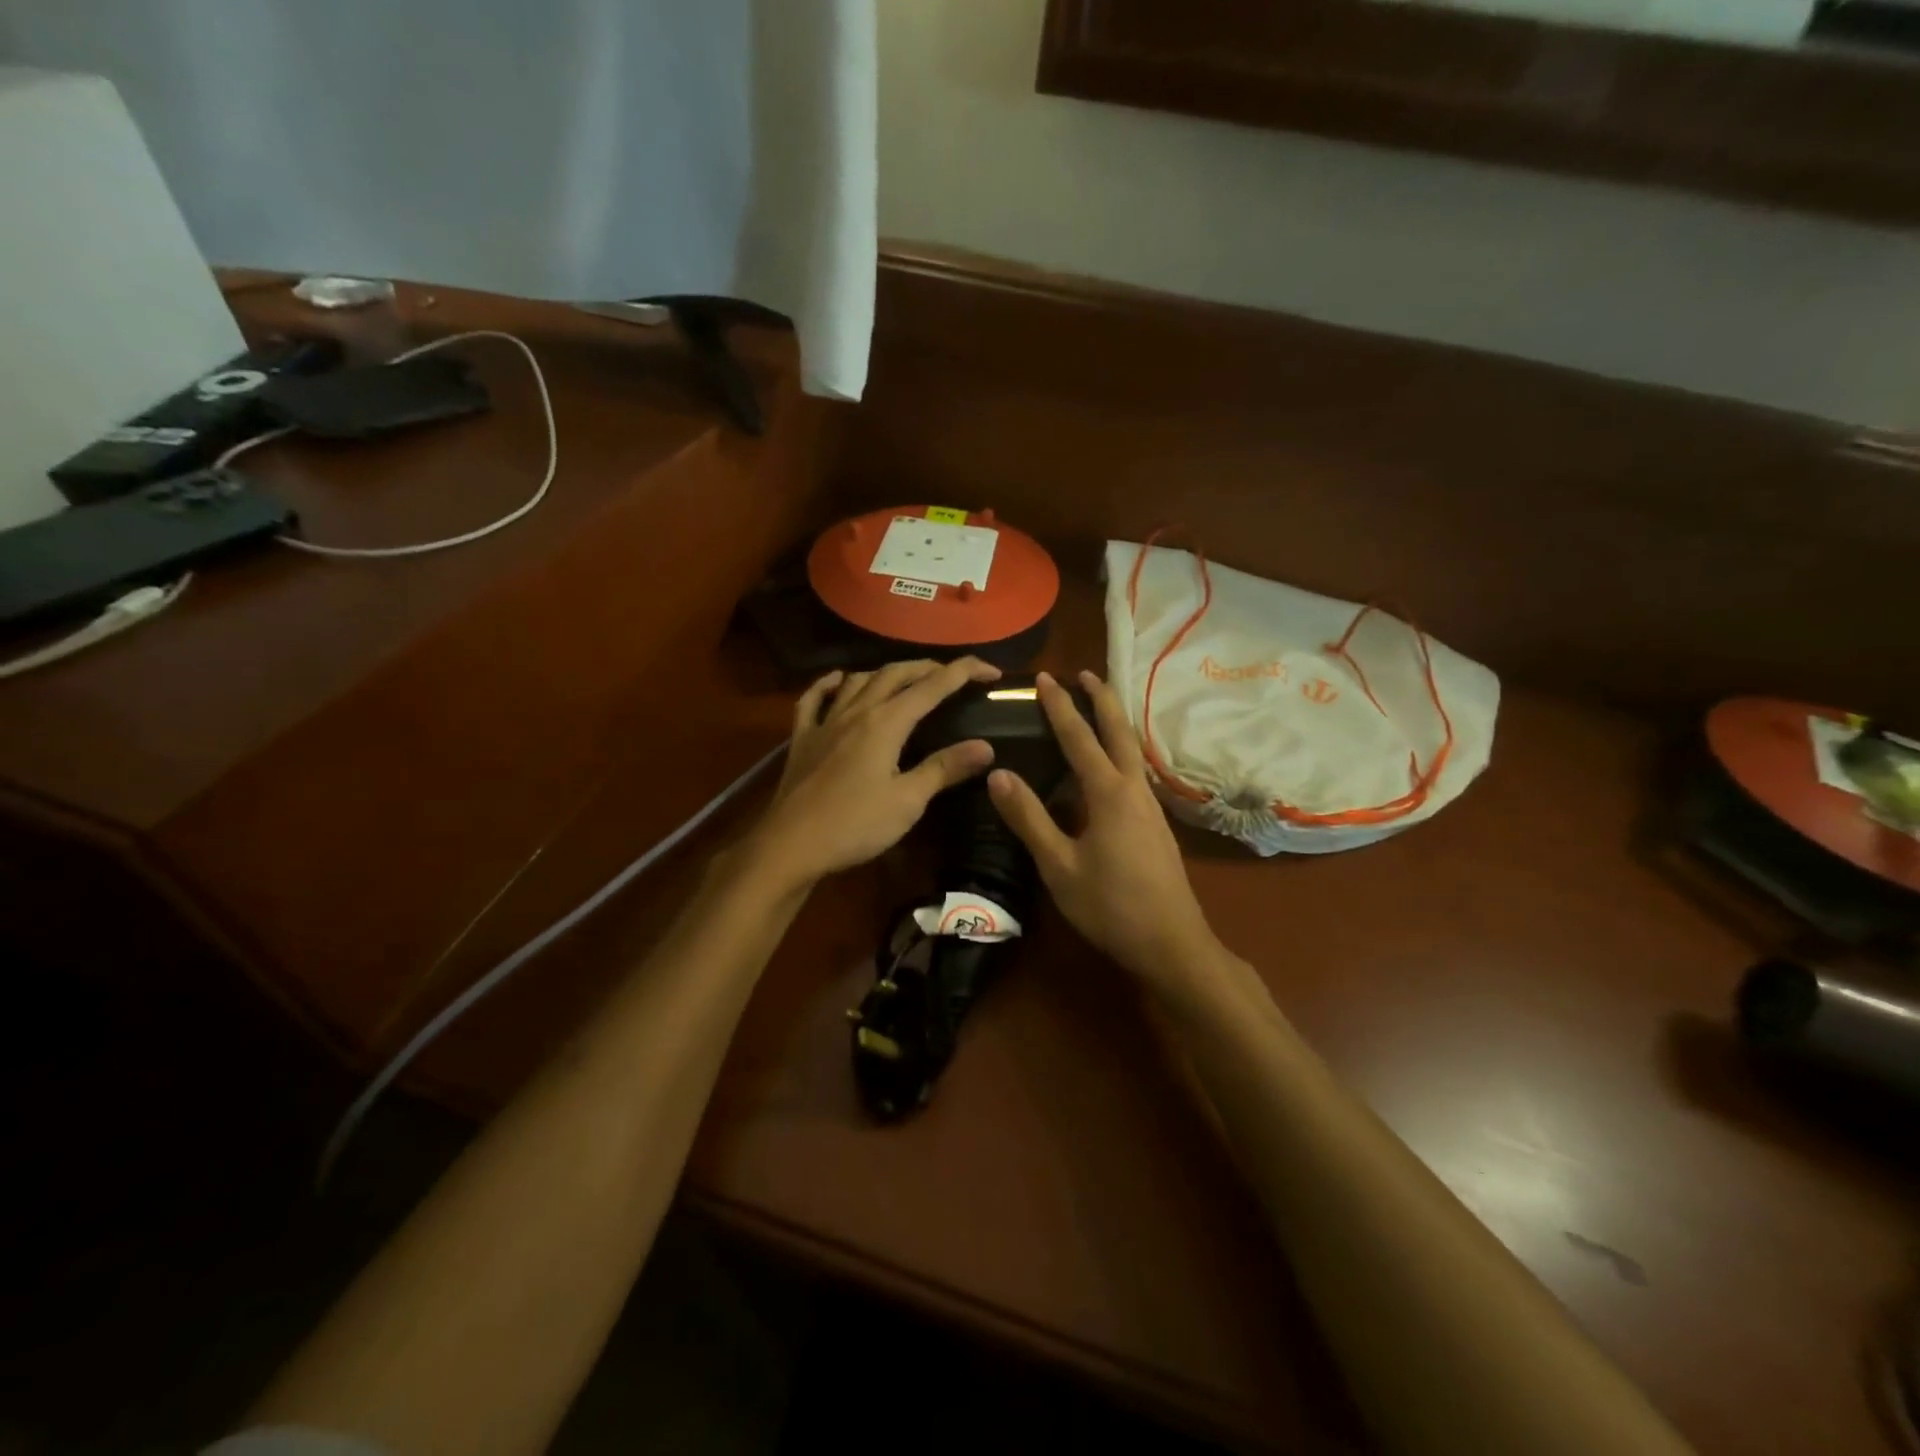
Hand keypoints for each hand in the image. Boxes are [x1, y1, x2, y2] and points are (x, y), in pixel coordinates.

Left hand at [745, 658, 1002, 890]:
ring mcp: (825, 722)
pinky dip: (829, 684)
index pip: (933, 686)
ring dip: (886, 672)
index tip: (991, 670)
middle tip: (953, 675)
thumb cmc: (854, 825)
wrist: (791, 846)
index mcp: (886, 723)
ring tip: (905, 678)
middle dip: (928, 667)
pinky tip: (838, 681)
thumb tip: (985, 746)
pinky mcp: (802, 738)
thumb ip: (944, 768)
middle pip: (895, 674)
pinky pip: (814, 699)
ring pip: (858, 680)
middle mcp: (856, 711)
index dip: (964, 672)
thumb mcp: (907, 801)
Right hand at [988, 670, 1222, 988]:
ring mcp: (1150, 807)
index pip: (1079, 738)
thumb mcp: (1058, 865)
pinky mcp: (1156, 824)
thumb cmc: (1109, 905)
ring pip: (1132, 750)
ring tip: (1097, 707)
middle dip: (1102, 699)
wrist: (1172, 942)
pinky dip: (1120, 750)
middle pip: (1119, 731)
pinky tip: (1111, 766)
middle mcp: (1134, 789)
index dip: (1060, 706)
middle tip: (1085, 673)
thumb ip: (1029, 818)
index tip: (1044, 677)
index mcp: (1109, 793)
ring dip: (1114, 722)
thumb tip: (998, 774)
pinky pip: (1135, 771)